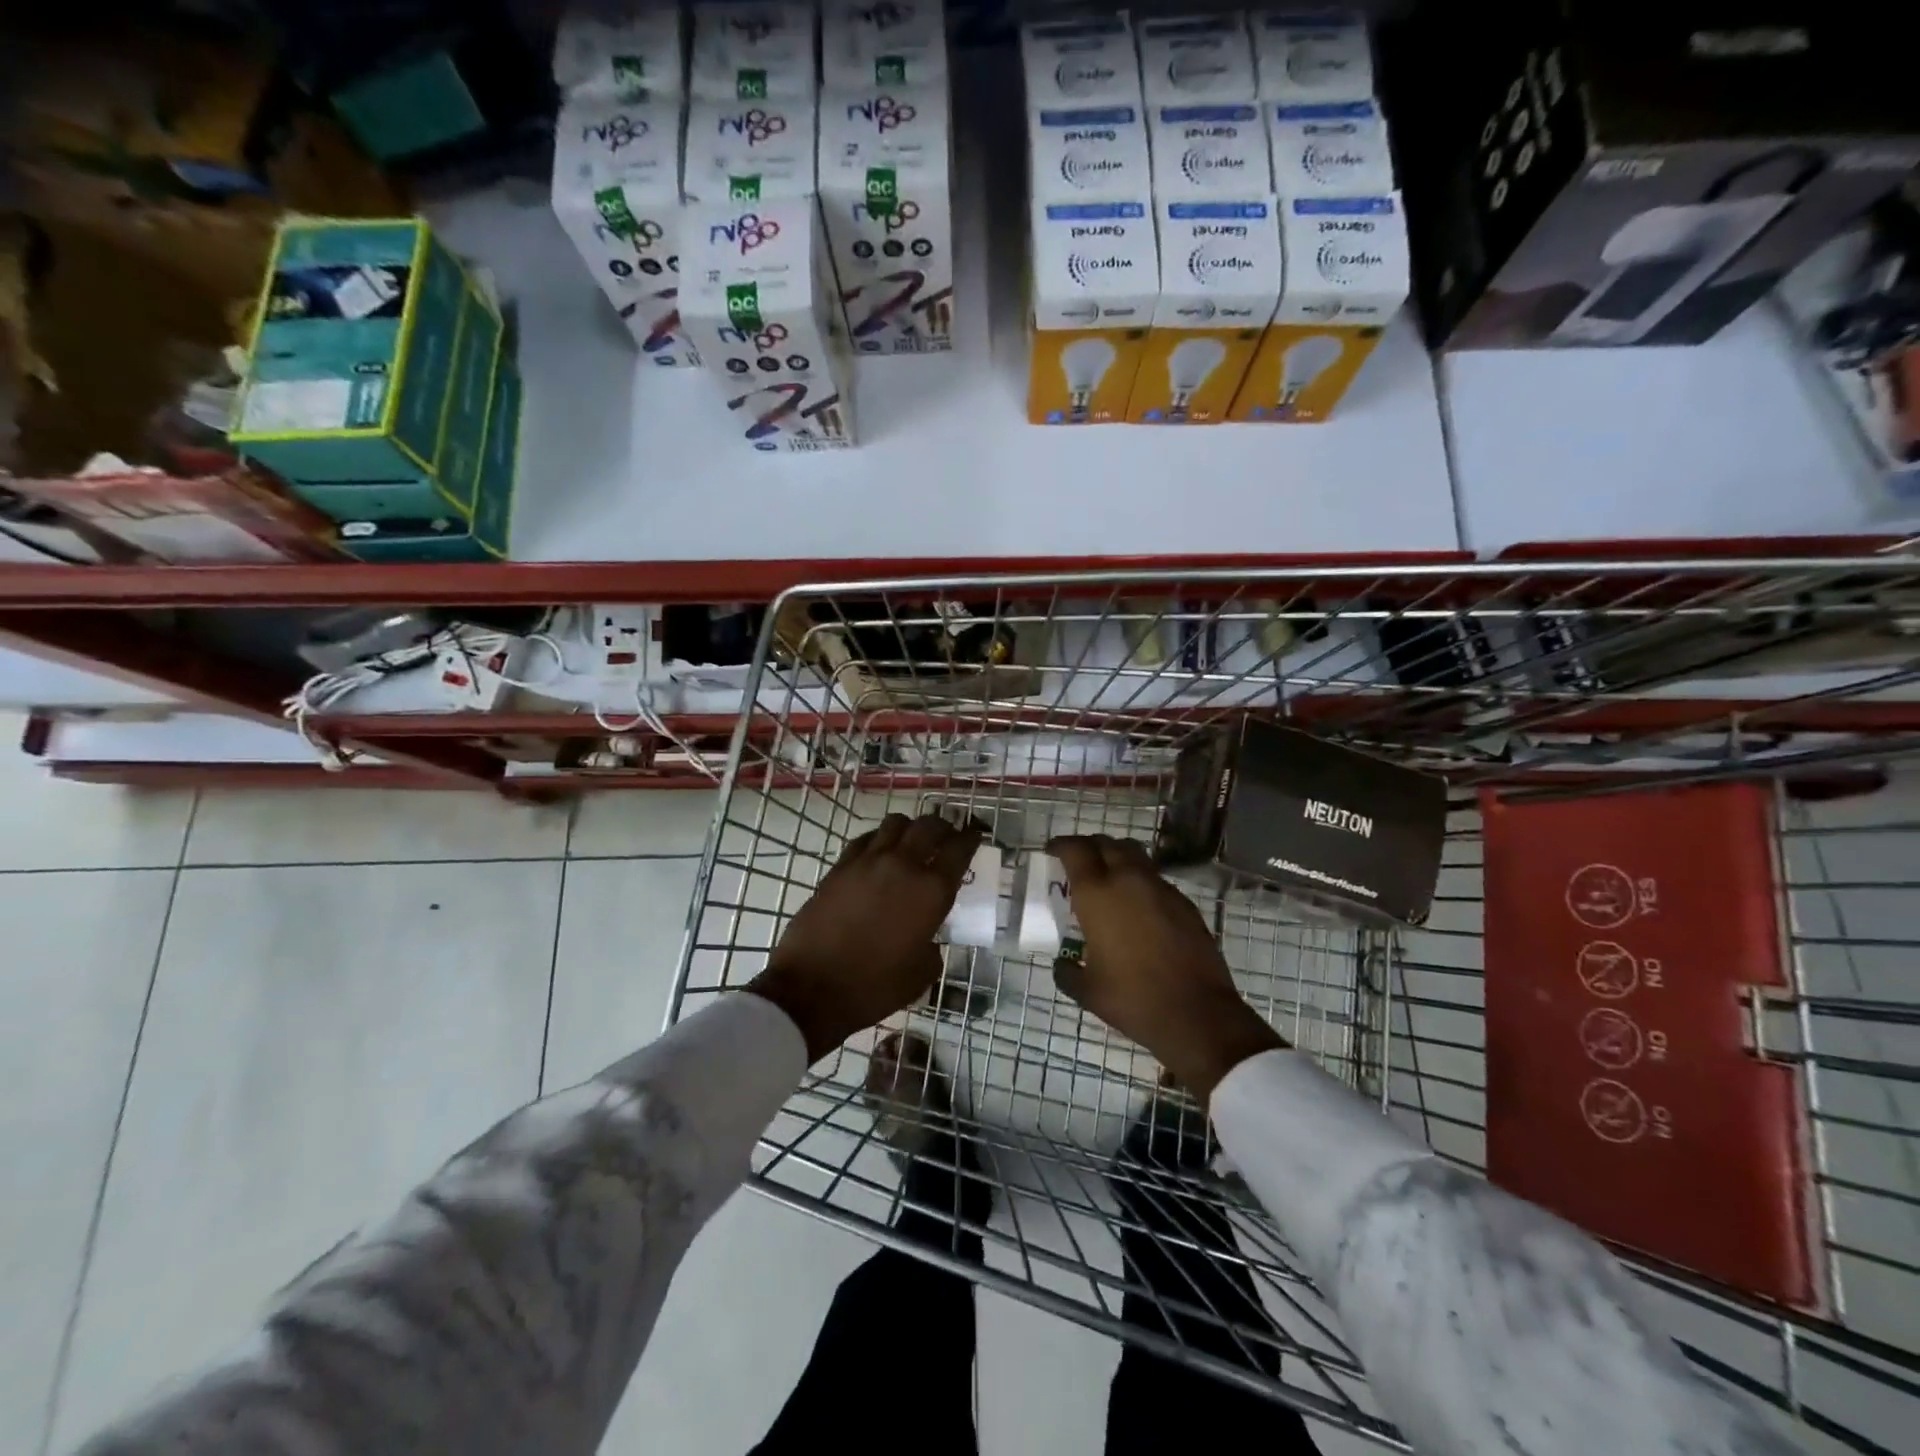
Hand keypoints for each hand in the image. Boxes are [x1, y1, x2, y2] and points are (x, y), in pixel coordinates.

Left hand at [749, 813, 982, 1060]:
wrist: (812, 987)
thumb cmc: (874, 986)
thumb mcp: (922, 973)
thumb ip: (933, 944)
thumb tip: (927, 935)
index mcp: (931, 891)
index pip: (959, 849)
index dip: (971, 838)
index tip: (975, 836)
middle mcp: (903, 865)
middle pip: (929, 826)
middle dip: (944, 827)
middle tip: (946, 838)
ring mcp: (868, 861)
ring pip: (896, 823)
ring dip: (910, 828)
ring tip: (912, 841)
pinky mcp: (840, 866)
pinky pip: (866, 838)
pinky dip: (880, 839)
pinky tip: (879, 852)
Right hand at [1048, 835, 1284, 1100]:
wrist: (1197, 1014)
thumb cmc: (1133, 999)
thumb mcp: (1087, 990)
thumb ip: (1067, 972)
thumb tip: (1062, 964)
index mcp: (1097, 894)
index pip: (1075, 850)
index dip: (1061, 845)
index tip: (1051, 851)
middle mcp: (1129, 880)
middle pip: (1106, 843)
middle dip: (1089, 847)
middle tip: (1079, 862)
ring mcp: (1161, 888)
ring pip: (1134, 855)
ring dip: (1117, 858)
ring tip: (1108, 879)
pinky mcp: (1185, 903)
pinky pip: (1155, 879)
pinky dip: (1140, 881)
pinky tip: (1138, 907)